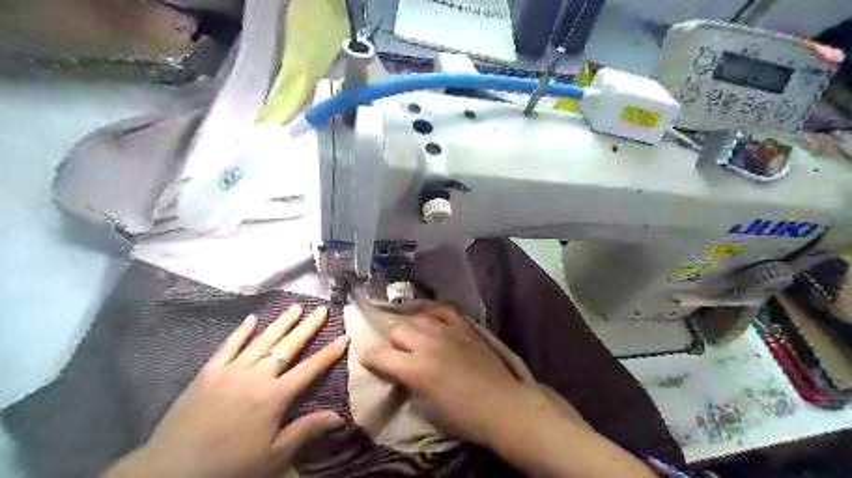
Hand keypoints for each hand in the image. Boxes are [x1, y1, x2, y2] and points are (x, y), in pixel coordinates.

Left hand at [102, 305, 348, 477]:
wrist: (170, 472)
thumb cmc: (229, 466)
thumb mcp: (273, 456)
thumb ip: (306, 430)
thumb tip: (339, 416)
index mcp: (275, 396)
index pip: (310, 369)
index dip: (329, 353)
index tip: (344, 336)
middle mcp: (257, 376)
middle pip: (288, 347)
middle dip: (308, 327)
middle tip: (321, 309)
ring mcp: (231, 371)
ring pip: (262, 340)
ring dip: (280, 323)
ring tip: (295, 307)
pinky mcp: (208, 373)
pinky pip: (227, 347)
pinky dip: (240, 332)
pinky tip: (251, 319)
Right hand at [359, 305, 529, 445]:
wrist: (500, 405)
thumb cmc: (462, 416)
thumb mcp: (425, 407)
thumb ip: (406, 382)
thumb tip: (397, 370)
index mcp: (415, 369)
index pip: (380, 355)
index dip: (370, 358)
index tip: (369, 361)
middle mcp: (427, 344)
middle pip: (396, 329)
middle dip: (390, 341)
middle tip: (394, 351)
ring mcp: (447, 331)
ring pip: (416, 317)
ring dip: (408, 325)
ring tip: (408, 333)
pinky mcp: (464, 326)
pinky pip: (442, 308)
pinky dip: (430, 310)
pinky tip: (425, 314)